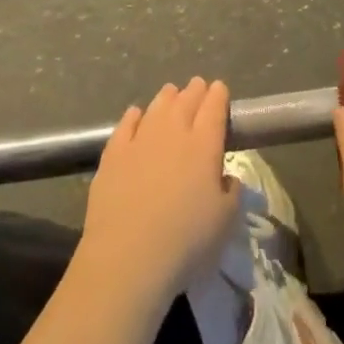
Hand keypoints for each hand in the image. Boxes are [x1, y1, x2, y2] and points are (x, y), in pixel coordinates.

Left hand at [80, 78, 240, 300]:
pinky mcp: (112, 154)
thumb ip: (231, 192)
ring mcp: (140, 140)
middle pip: (186, 101)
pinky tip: (136, 113)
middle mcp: (173, 132)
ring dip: (167, 97)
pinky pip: (126, 124)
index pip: (214, 108)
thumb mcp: (225, 222)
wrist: (128, 257)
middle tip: (198, 85)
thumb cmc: (186, 242)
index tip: (220, 88)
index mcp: (204, 145)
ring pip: (157, 107)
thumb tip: (226, 177)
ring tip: (171, 92)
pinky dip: (134, 115)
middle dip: (194, 90)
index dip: (218, 95)